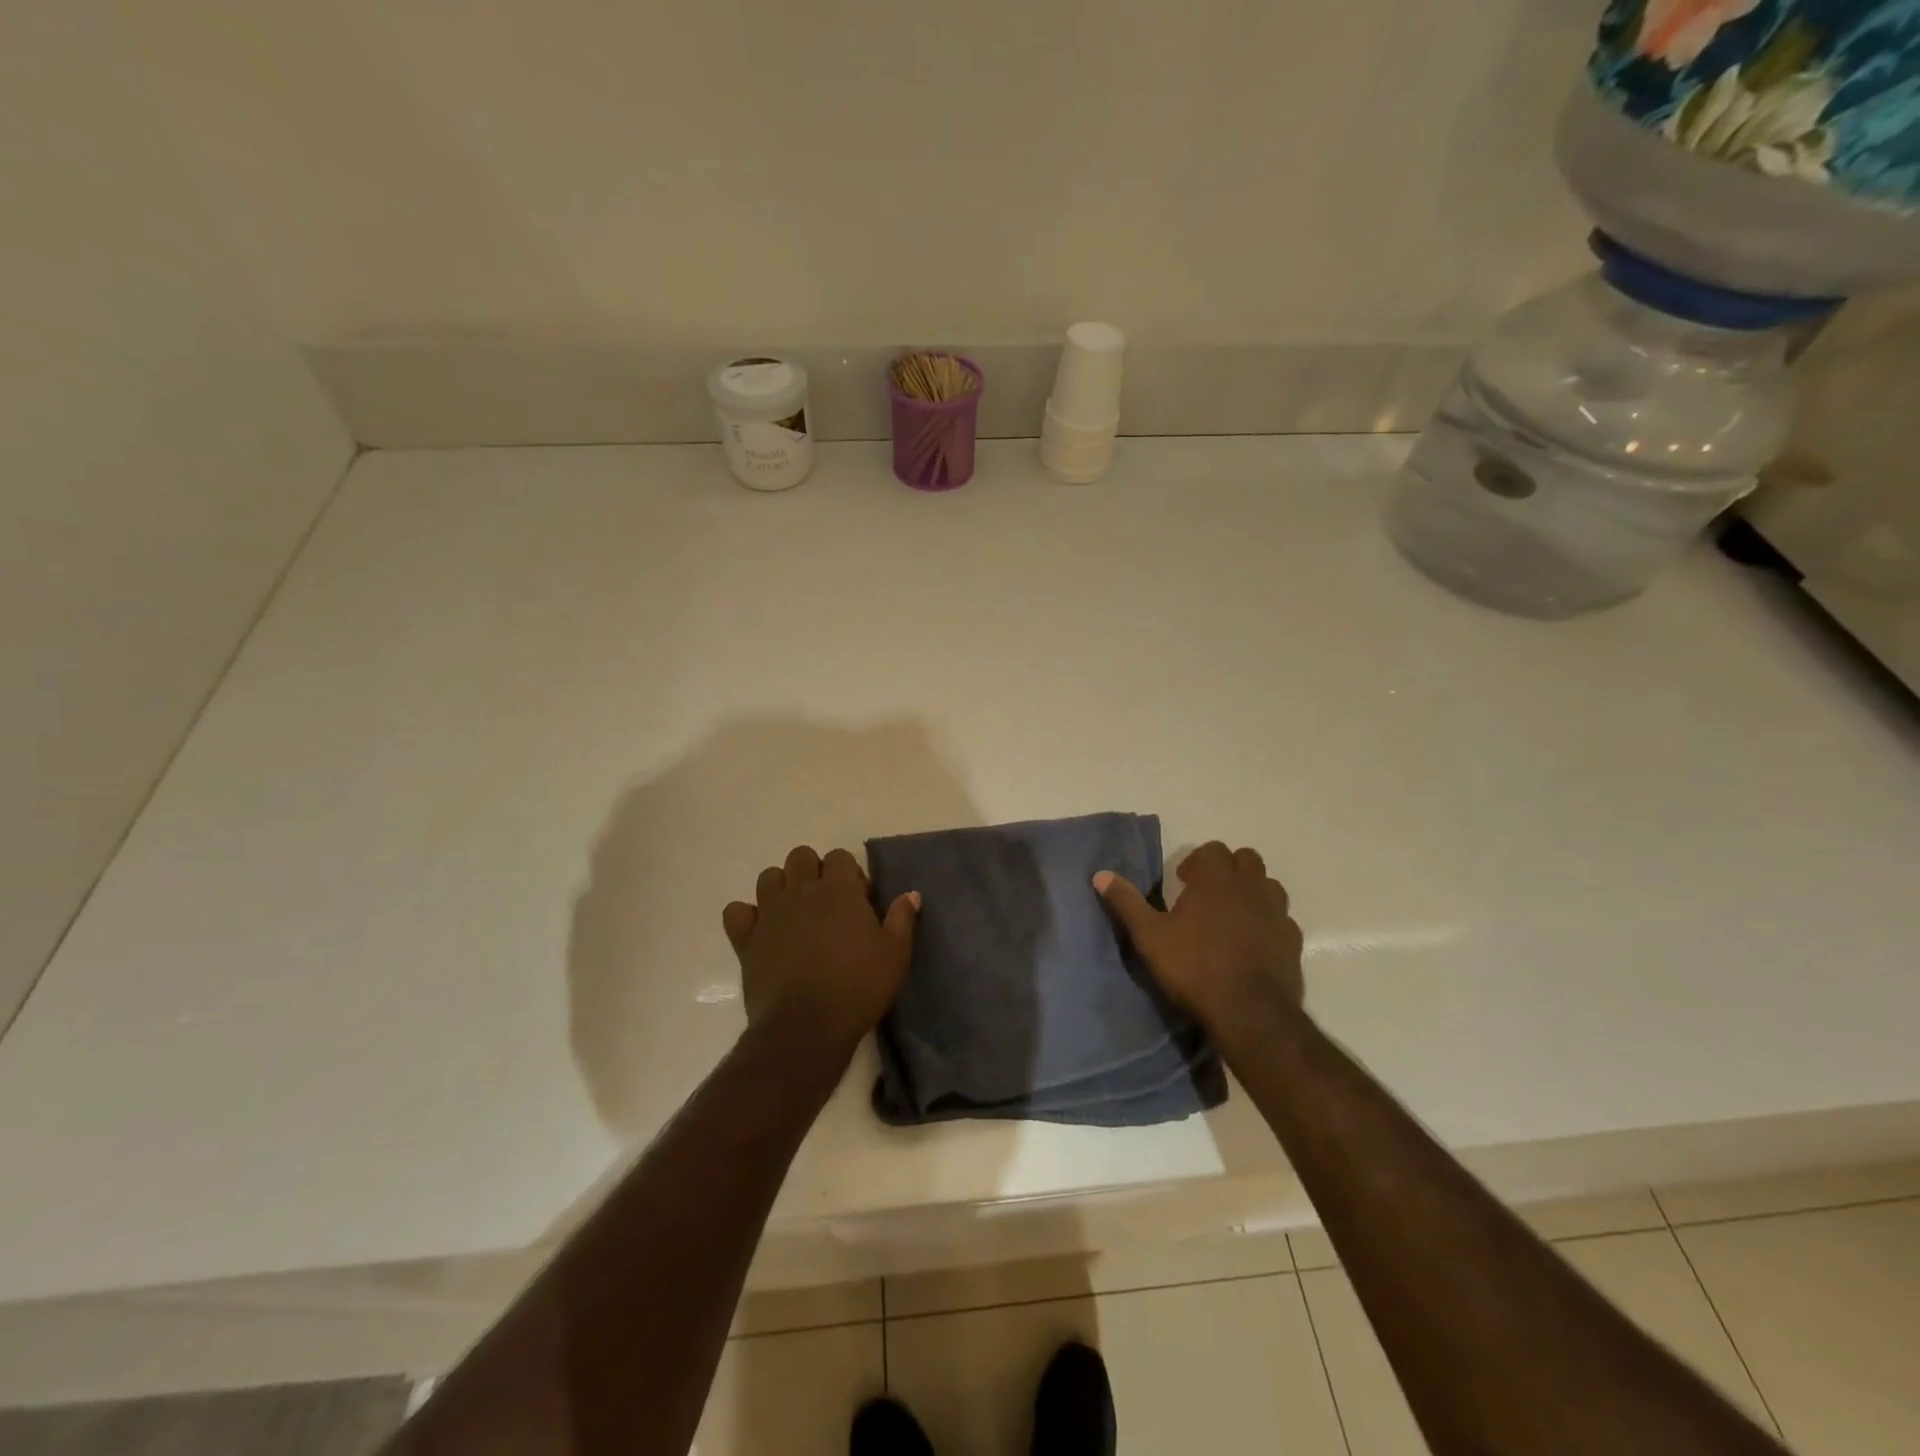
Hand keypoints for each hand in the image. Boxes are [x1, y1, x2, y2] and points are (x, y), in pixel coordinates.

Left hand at [723, 845, 919, 1054]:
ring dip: (781, 887)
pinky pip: (736, 912)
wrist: (806, 1025)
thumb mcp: (895, 954)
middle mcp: (801, 890)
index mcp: (839, 889)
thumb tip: (910, 894)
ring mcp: (770, 913)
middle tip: (827, 903)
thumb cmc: (858, 987)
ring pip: (768, 877)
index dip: (849, 873)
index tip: (859, 900)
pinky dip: (746, 916)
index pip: (840, 856)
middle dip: (813, 870)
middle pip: (800, 856)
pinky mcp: (746, 939)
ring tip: (795, 914)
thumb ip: (902, 919)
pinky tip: (760, 931)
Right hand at [1094, 842, 1302, 1025]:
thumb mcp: (1149, 936)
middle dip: (1227, 869)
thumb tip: (1100, 874)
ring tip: (1232, 913)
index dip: (1196, 861)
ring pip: (1269, 885)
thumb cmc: (1194, 967)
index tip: (1182, 882)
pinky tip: (1254, 941)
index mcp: (1216, 879)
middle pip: (1246, 859)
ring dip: (1251, 890)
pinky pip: (1282, 918)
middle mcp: (1251, 887)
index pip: (1212, 850)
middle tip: (1207, 892)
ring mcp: (1277, 913)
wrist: (1250, 1013)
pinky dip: (1268, 921)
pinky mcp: (1293, 941)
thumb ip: (1127, 902)